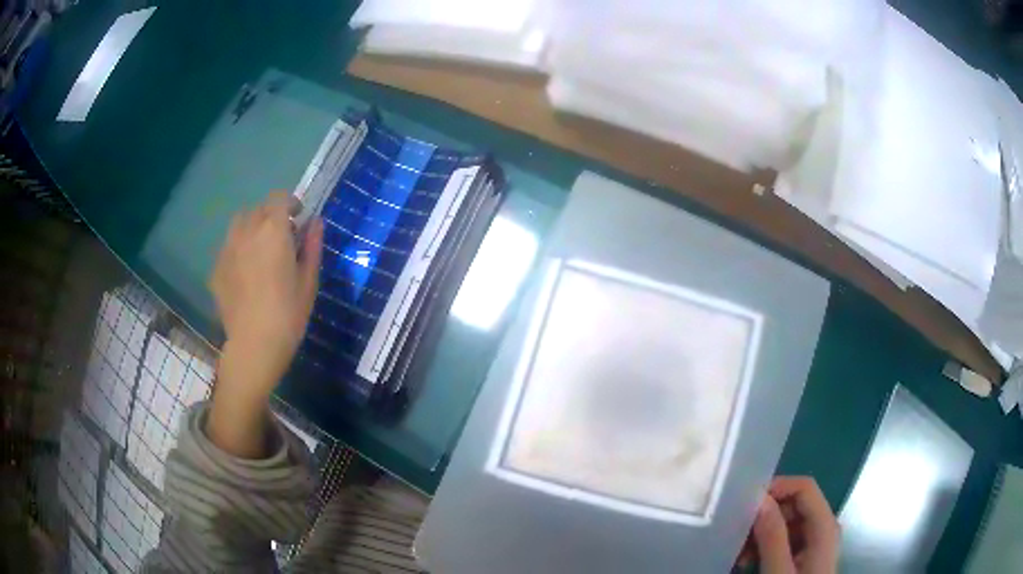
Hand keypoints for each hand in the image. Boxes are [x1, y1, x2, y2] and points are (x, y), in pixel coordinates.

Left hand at [207, 193, 322, 456]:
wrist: (254, 345)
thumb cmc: (288, 314)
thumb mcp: (309, 281)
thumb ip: (312, 246)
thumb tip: (315, 222)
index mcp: (274, 231)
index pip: (279, 198)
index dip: (290, 203)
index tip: (298, 217)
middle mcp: (248, 231)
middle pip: (258, 209)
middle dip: (271, 216)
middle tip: (281, 239)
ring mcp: (228, 249)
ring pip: (239, 224)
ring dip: (252, 227)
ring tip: (259, 250)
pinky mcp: (216, 268)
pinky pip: (228, 247)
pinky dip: (238, 249)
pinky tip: (245, 273)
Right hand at [746, 477, 839, 573]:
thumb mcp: (779, 572)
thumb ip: (772, 536)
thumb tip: (758, 499)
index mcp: (824, 526)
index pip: (804, 487)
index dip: (777, 488)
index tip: (745, 506)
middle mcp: (822, 527)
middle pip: (793, 504)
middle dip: (763, 517)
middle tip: (736, 537)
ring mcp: (814, 541)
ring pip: (786, 522)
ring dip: (760, 534)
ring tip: (739, 555)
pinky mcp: (805, 554)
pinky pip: (784, 539)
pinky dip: (764, 546)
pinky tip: (747, 562)